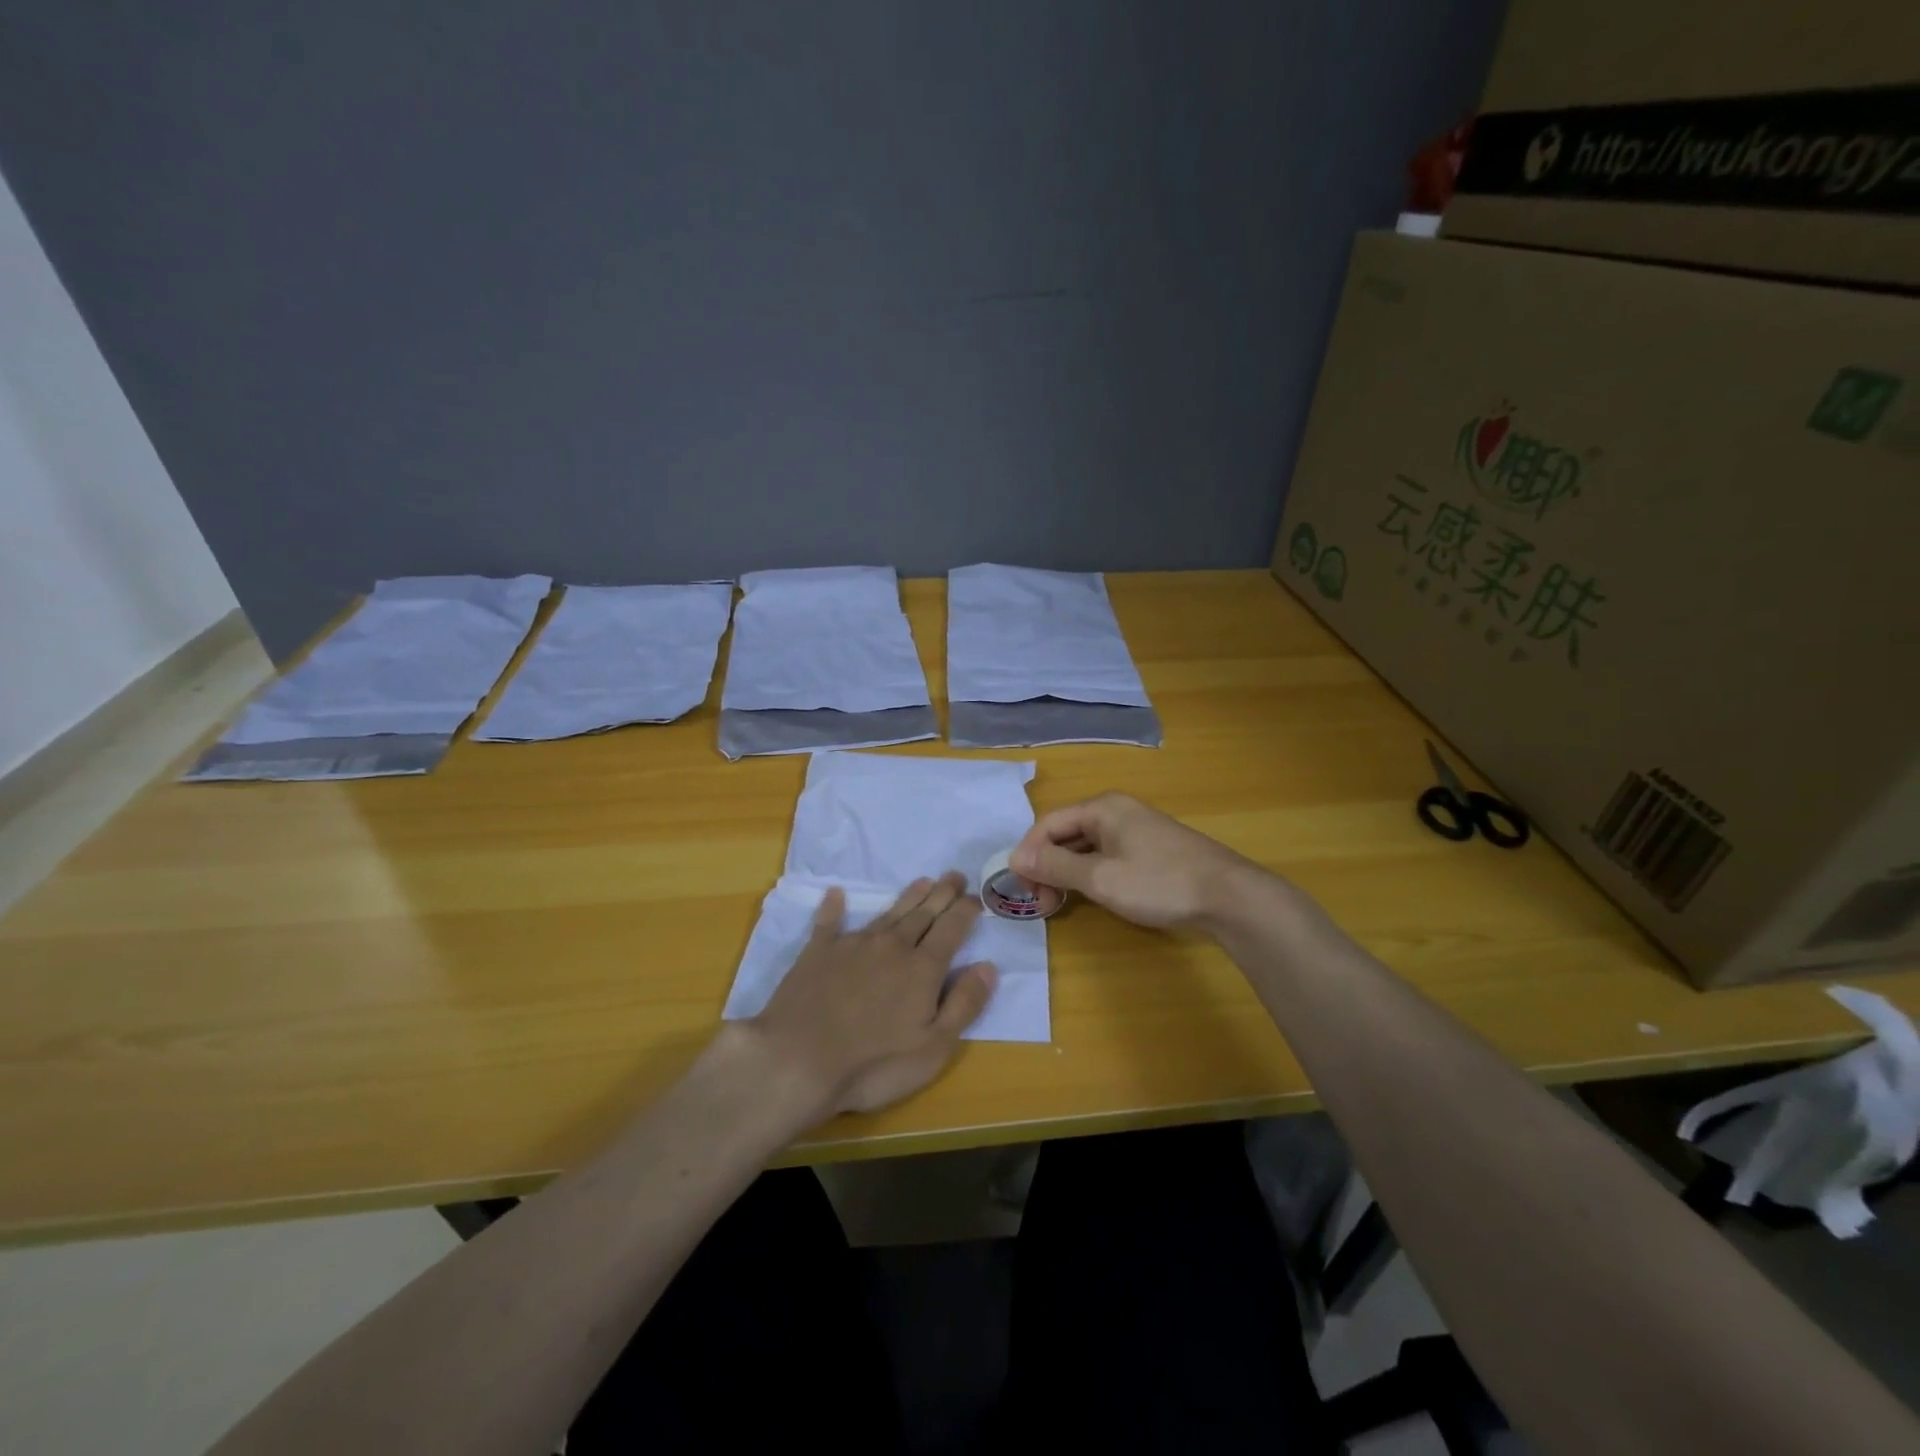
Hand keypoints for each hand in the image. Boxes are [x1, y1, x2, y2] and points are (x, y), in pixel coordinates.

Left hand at [748, 872, 996, 1120]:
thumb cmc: (874, 1064)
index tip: (976, 897)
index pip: (951, 929)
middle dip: (942, 894)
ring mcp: (853, 945)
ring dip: (908, 896)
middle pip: (923, 913)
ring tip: (923, 881)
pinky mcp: (818, 952)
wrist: (799, 1060)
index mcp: (922, 968)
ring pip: (888, 913)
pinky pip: (829, 922)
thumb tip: (988, 966)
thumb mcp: (933, 1047)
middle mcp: (891, 946)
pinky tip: (836, 894)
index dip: (966, 911)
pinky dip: (834, 907)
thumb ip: (964, 1004)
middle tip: (955, 875)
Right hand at [1010, 792, 1267, 929]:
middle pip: (1065, 834)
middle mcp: (1116, 811)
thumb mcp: (1100, 878)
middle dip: (1046, 866)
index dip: (1028, 854)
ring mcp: (1135, 830)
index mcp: (1102, 808)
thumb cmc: (1159, 883)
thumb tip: (1015, 857)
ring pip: (1085, 847)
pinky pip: (1105, 856)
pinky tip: (1087, 896)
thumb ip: (1056, 866)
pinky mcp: (1149, 850)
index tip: (1020, 888)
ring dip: (1066, 873)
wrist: (1229, 896)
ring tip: (1057, 904)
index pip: (1048, 824)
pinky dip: (1088, 874)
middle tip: (1039, 902)